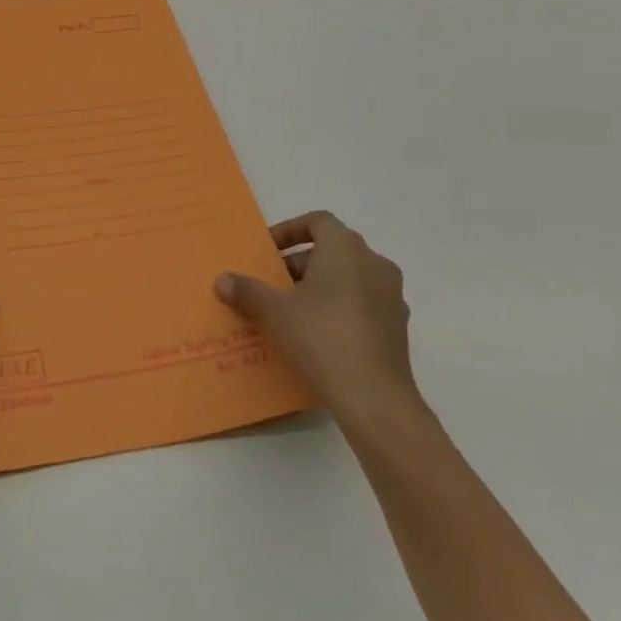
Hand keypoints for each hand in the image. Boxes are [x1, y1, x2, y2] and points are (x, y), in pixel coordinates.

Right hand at [215, 211, 423, 437]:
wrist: (375, 398)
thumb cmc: (322, 338)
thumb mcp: (275, 312)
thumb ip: (247, 291)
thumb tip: (222, 279)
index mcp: (345, 249)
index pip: (318, 221)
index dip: (290, 230)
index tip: (269, 251)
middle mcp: (374, 264)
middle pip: (333, 249)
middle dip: (300, 262)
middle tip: (274, 284)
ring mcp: (391, 296)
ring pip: (350, 277)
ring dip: (321, 285)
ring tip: (293, 310)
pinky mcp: (398, 327)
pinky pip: (363, 304)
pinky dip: (341, 308)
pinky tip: (319, 335)